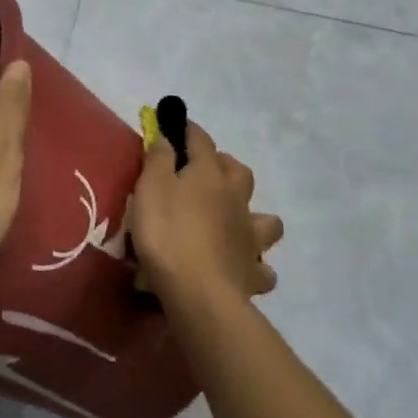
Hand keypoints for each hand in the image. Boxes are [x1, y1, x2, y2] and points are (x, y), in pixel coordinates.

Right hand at [127, 121, 283, 302]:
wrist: (199, 292)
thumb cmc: (168, 233)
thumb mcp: (150, 188)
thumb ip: (158, 159)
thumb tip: (167, 137)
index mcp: (209, 174)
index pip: (201, 140)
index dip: (188, 130)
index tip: (174, 125)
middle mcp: (236, 199)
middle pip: (239, 172)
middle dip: (225, 165)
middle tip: (203, 173)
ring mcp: (250, 236)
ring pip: (267, 219)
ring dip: (255, 216)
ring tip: (235, 222)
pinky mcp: (253, 272)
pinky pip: (263, 268)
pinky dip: (256, 266)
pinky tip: (242, 267)